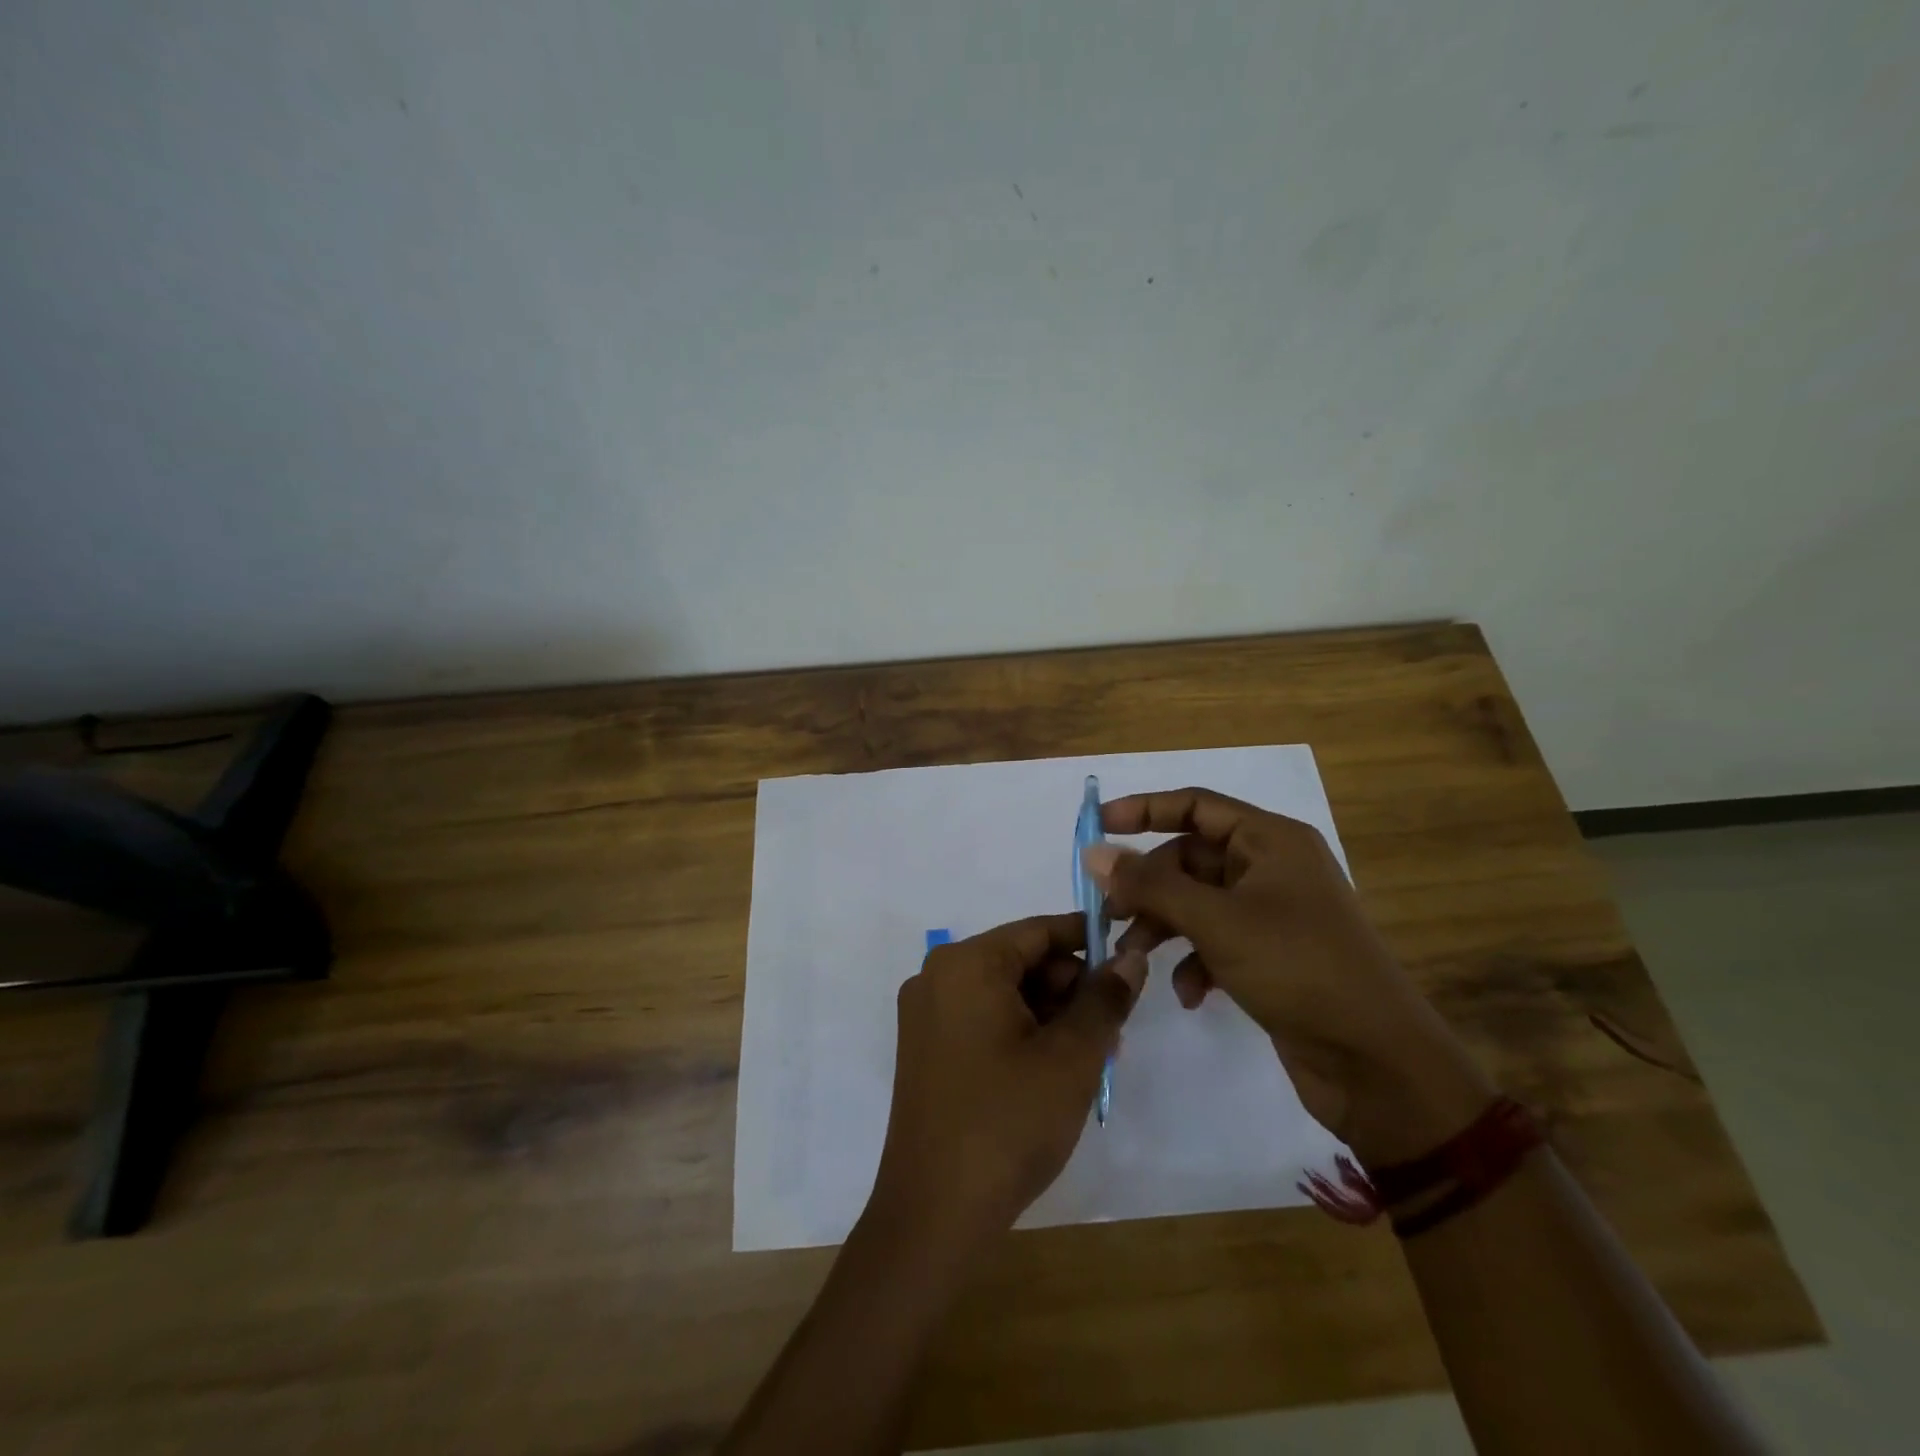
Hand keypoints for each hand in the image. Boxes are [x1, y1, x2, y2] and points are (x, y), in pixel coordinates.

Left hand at [865, 914, 1146, 1253]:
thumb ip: (1105, 999)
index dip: (1088, 941)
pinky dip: (1021, 1032)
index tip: (1130, 961)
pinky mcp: (925, 1049)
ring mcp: (926, 1014)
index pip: (1039, 931)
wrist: (934, 1214)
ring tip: (1092, 1057)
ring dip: (1051, 1015)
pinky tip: (1054, 1070)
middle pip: (1020, 961)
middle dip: (1070, 988)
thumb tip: (1130, 958)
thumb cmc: (1008, 1123)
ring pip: (1004, 992)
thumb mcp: (1071, 1058)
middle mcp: (937, 976)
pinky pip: (983, 1019)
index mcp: (966, 964)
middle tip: (1114, 1029)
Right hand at [1086, 788, 1490, 1167]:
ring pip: (1196, 902)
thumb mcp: (1217, 921)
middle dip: (1148, 886)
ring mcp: (1271, 913)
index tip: (1097, 826)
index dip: (1144, 809)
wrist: (1377, 1062)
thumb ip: (1151, 885)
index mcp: (1270, 840)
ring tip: (1135, 959)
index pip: (1196, 805)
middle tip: (1110, 914)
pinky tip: (1189, 994)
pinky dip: (1194, 961)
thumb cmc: (1299, 968)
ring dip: (1162, 927)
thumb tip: (1094, 853)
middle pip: (1189, 858)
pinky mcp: (1270, 955)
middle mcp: (1271, 868)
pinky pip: (1215, 940)